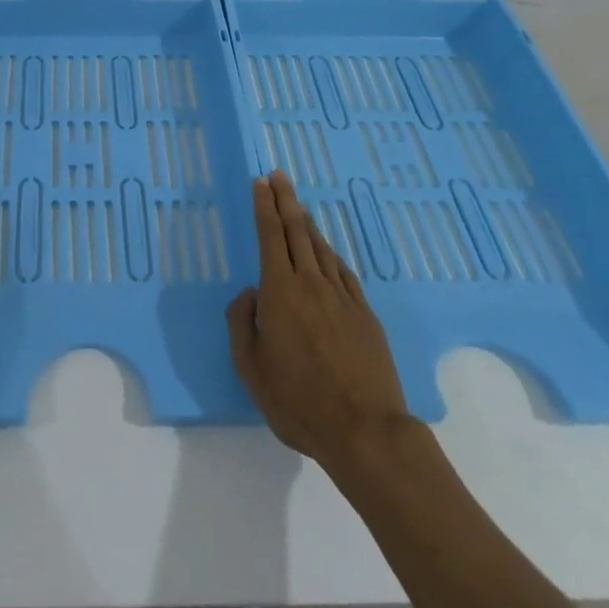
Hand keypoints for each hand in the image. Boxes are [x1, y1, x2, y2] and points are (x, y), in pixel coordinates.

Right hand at [227, 171, 412, 471]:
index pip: (270, 236)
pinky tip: (328, 252)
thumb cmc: (299, 401)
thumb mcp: (251, 369)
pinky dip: (331, 254)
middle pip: (297, 231)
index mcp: (280, 291)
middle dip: (285, 200)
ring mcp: (342, 297)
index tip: (261, 182)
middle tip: (279, 176)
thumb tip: (250, 294)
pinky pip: (343, 272)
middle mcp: (311, 283)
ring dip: (308, 223)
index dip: (265, 206)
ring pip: (321, 248)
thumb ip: (242, 324)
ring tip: (299, 206)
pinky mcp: (365, 315)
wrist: (366, 431)